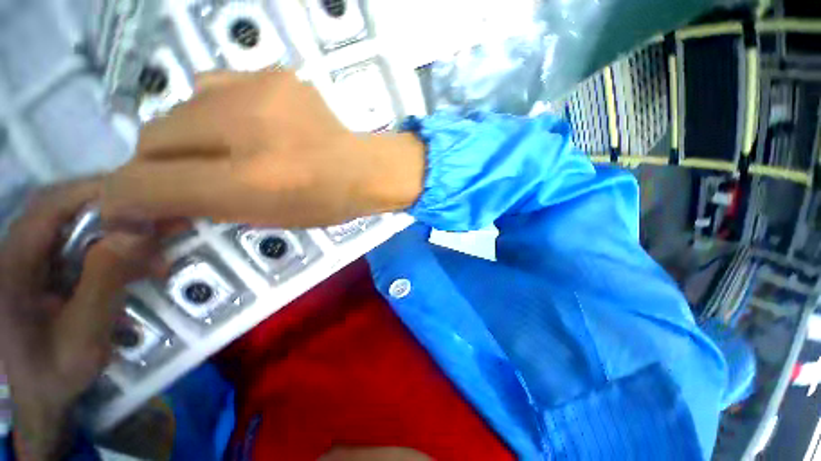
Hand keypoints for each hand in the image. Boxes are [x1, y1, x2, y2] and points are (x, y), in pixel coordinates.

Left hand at [0, 180, 160, 459]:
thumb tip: (135, 232)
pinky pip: (83, 247)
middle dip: (115, 211)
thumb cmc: (56, 371)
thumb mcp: (84, 334)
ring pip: (77, 228)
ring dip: (122, 235)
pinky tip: (141, 266)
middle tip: (162, 219)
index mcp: (14, 266)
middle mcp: (19, 252)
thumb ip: (103, 281)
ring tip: (160, 251)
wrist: (42, 396)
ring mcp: (33, 261)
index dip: (94, 192)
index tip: (144, 193)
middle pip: (65, 210)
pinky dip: (116, 250)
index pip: (49, 208)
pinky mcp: (47, 269)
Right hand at [102, 69, 424, 227]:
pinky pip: (217, 85)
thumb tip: (139, 193)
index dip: (133, 192)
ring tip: (225, 149)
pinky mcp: (275, 75)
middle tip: (191, 173)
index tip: (138, 201)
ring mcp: (259, 91)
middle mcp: (244, 129)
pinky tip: (246, 125)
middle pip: (156, 135)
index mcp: (246, 181)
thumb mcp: (260, 214)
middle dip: (160, 160)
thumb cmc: (321, 201)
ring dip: (189, 132)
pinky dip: (216, 108)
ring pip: (182, 106)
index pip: (149, 179)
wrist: (362, 172)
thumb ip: (196, 203)